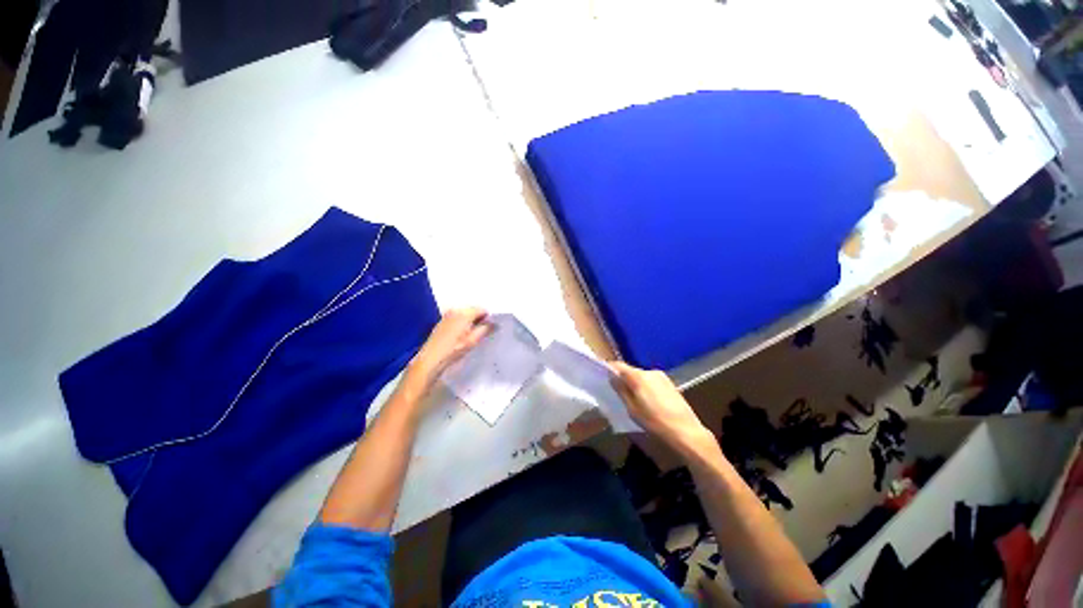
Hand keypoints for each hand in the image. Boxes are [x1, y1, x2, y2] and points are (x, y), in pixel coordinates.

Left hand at [406, 307, 490, 391]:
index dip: (488, 318)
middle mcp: (455, 310)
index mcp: (464, 313)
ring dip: (471, 321)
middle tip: (482, 332)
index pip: (482, 309)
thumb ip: (485, 329)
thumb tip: (495, 323)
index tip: (490, 328)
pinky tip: (461, 335)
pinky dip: (462, 323)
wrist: (431, 359)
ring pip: (465, 314)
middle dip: (479, 319)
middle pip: (473, 310)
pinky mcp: (442, 321)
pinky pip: (457, 318)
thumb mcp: (473, 340)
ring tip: (472, 334)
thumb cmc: (454, 349)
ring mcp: (447, 315)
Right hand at [610, 362, 715, 456]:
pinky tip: (648, 401)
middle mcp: (649, 372)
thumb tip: (612, 377)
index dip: (609, 369)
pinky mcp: (670, 383)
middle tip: (617, 391)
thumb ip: (621, 390)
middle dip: (623, 378)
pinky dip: (646, 387)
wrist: (687, 432)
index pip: (619, 366)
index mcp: (638, 377)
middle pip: (631, 371)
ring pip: (641, 376)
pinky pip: (651, 381)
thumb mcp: (632, 409)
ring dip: (635, 383)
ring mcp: (661, 376)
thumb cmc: (655, 422)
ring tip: (633, 399)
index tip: (603, 376)